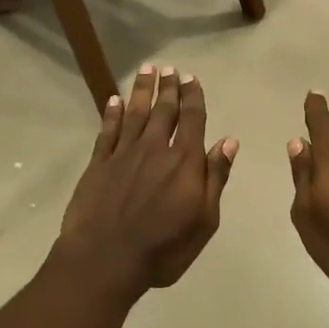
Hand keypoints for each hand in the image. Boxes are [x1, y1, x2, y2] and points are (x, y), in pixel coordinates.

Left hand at [56, 67, 237, 295]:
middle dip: (168, 87)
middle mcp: (155, 148)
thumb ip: (215, 178)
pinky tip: (114, 100)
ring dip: (142, 90)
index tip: (191, 78)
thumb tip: (229, 142)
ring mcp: (124, 154)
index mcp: (184, 161)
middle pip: (163, 110)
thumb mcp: (204, 220)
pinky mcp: (98, 164)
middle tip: (169, 68)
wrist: (105, 259)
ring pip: (135, 113)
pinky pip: (107, 131)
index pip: (192, 119)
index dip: (192, 97)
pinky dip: (112, 113)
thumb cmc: (163, 248)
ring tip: (146, 70)